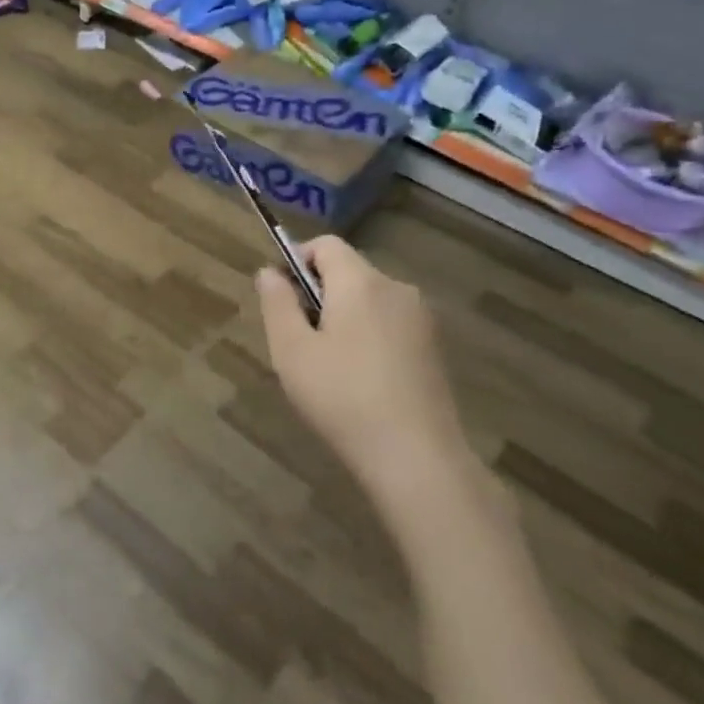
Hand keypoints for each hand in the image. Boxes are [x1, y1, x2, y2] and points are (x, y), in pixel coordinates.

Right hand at [256, 236, 471, 502]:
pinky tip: (361, 382)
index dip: (297, 260)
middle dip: (319, 294)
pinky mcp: (434, 348)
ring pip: (370, 300)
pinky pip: (390, 324)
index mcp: (361, 281)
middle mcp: (396, 288)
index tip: (283, 299)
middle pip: (348, 271)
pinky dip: (369, 337)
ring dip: (344, 317)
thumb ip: (277, 303)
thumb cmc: (342, 397)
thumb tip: (269, 272)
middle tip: (300, 341)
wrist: (417, 458)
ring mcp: (421, 319)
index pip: (326, 245)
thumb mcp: (292, 351)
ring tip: (329, 367)